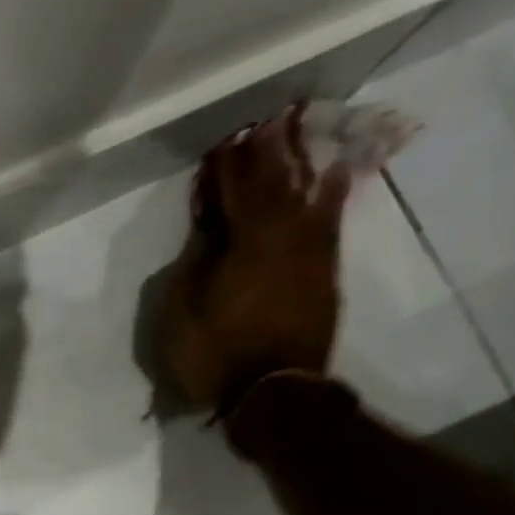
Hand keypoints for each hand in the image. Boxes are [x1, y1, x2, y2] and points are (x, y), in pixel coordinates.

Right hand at [155, 105, 352, 413]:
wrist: (271, 394)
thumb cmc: (213, 353)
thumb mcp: (182, 308)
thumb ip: (197, 259)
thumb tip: (213, 227)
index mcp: (248, 241)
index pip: (237, 190)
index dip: (230, 165)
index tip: (225, 141)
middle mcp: (287, 236)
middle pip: (279, 183)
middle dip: (272, 152)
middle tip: (271, 121)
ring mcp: (312, 255)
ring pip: (309, 195)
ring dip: (303, 163)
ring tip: (302, 133)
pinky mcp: (324, 275)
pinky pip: (329, 221)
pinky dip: (330, 194)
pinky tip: (332, 176)